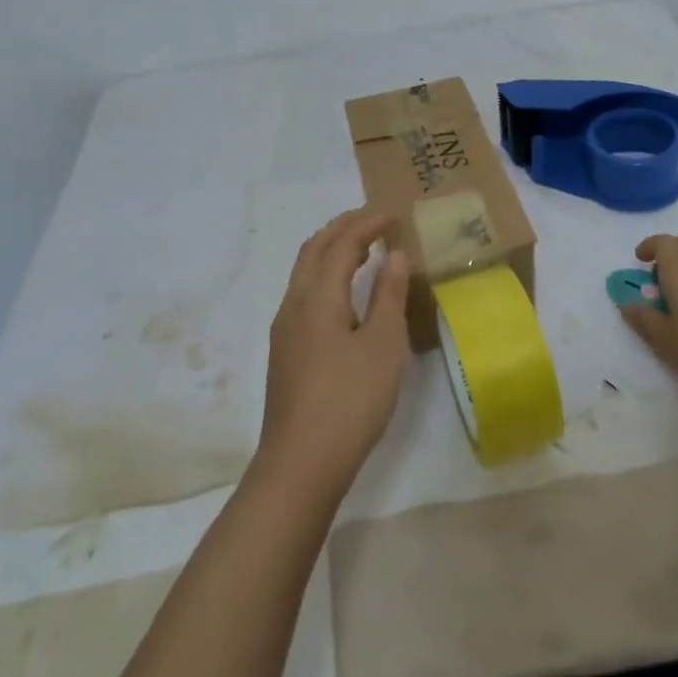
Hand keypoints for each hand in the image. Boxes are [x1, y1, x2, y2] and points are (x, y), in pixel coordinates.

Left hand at [258, 208, 412, 499]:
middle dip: (343, 228)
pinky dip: (325, 274)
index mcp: (318, 296)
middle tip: (374, 220)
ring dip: (331, 250)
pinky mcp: (285, 349)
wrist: (301, 462)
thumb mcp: (382, 345)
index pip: (341, 244)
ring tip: (362, 248)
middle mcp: (294, 303)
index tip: (393, 214)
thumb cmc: (349, 400)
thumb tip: (393, 255)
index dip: (367, 224)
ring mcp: (285, 328)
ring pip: (304, 271)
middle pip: (314, 249)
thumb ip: (388, 296)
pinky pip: (304, 292)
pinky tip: (343, 293)